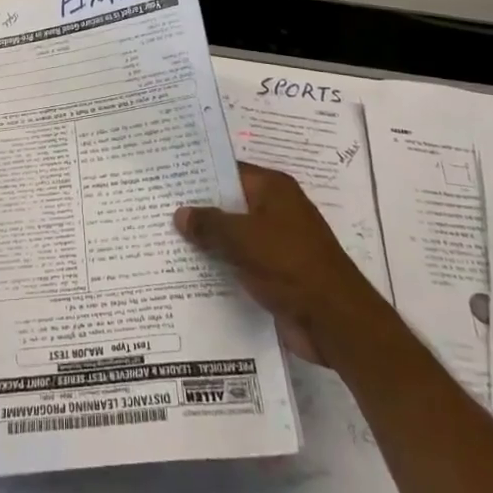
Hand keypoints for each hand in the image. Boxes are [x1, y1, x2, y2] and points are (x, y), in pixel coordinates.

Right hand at [174, 164, 382, 363]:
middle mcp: (276, 210)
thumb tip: (180, 213)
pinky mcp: (275, 273)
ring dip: (208, 241)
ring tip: (164, 240)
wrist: (335, 322)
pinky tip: (189, 271)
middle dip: (199, 210)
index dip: (199, 174)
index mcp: (274, 189)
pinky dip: (220, 265)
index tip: (168, 179)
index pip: (230, 171)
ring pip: (233, 235)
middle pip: (230, 204)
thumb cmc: (290, 265)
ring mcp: (277, 243)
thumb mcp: (244, 238)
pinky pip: (240, 262)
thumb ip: (210, 224)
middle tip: (157, 210)